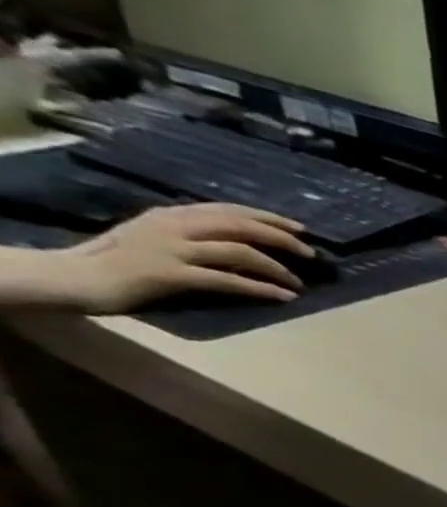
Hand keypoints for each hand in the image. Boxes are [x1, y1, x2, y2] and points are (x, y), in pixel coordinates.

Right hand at [43, 204, 312, 312]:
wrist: (76, 276)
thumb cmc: (121, 261)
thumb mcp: (159, 237)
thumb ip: (194, 235)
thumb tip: (241, 244)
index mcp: (172, 215)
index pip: (229, 210)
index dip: (267, 218)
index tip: (300, 229)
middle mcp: (174, 225)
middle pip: (240, 225)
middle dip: (280, 238)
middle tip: (311, 254)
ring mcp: (172, 249)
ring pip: (239, 251)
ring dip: (277, 268)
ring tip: (299, 283)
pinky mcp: (172, 274)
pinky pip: (228, 280)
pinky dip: (261, 288)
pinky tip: (283, 297)